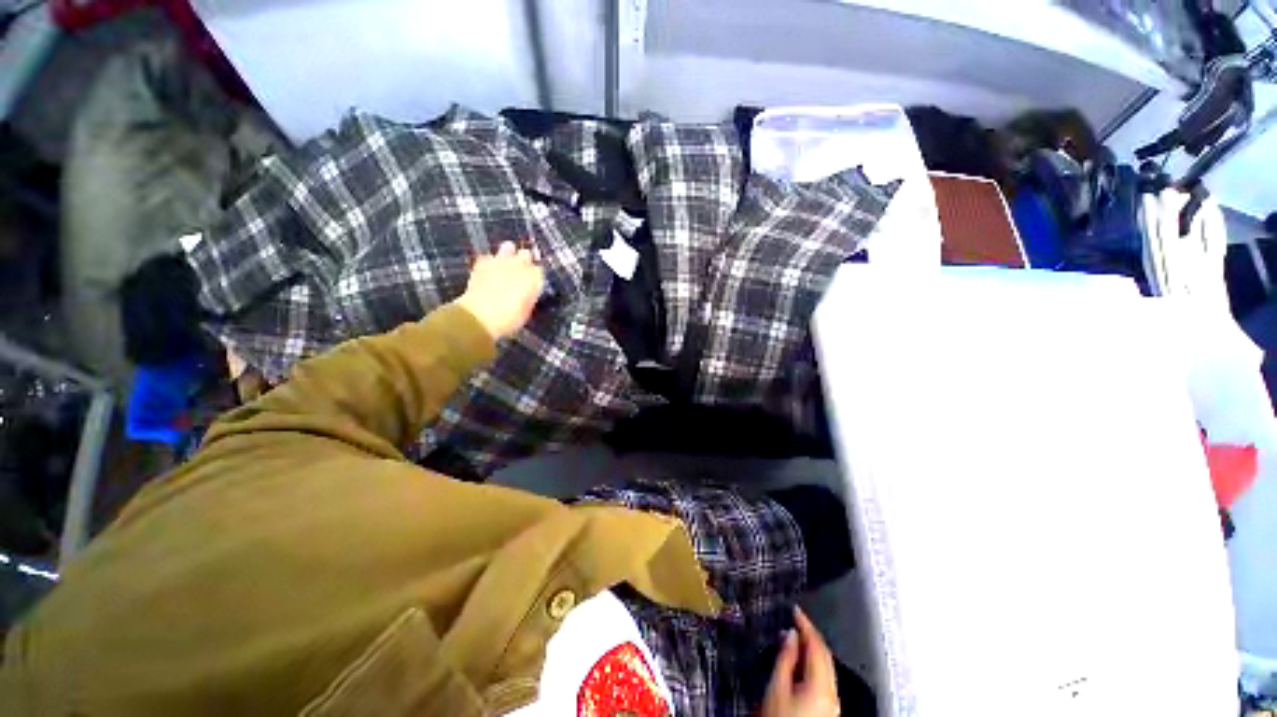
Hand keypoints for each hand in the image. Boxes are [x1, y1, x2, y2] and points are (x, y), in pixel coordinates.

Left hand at [454, 241, 543, 339]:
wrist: (480, 316)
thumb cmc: (509, 319)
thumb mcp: (527, 311)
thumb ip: (530, 296)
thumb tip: (529, 291)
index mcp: (534, 278)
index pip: (540, 270)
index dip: (536, 276)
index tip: (533, 283)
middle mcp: (520, 265)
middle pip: (526, 254)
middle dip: (525, 260)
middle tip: (521, 271)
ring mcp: (500, 261)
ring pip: (508, 247)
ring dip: (508, 254)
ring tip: (506, 264)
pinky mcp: (482, 262)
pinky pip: (489, 256)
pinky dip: (490, 262)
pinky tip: (488, 270)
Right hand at [761, 607, 839, 716]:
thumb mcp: (776, 687)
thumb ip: (785, 658)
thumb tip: (790, 634)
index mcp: (821, 684)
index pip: (817, 645)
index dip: (805, 624)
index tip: (795, 609)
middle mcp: (833, 693)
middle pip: (826, 656)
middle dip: (811, 636)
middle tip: (796, 620)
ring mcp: (833, 704)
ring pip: (827, 668)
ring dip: (813, 650)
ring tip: (796, 637)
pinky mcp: (828, 710)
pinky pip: (825, 679)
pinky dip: (814, 665)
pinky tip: (802, 662)